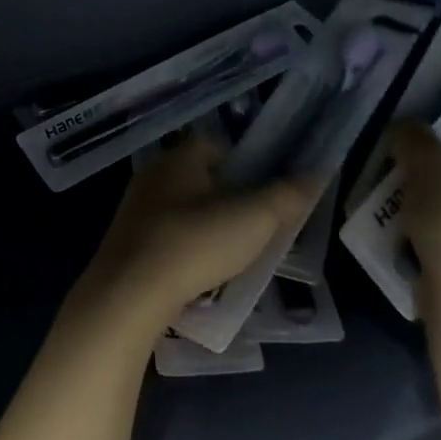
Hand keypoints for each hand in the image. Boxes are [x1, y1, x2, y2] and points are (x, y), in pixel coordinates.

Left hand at [77, 138, 319, 335]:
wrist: (129, 293)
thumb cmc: (195, 243)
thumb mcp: (254, 218)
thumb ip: (287, 195)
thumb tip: (316, 173)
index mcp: (179, 157)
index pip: (214, 146)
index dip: (242, 164)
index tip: (262, 192)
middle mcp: (152, 174)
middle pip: (196, 177)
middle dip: (223, 197)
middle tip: (250, 226)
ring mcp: (132, 208)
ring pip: (178, 208)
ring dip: (201, 225)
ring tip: (227, 254)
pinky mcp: (123, 242)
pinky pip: (162, 236)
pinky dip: (181, 248)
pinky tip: (195, 273)